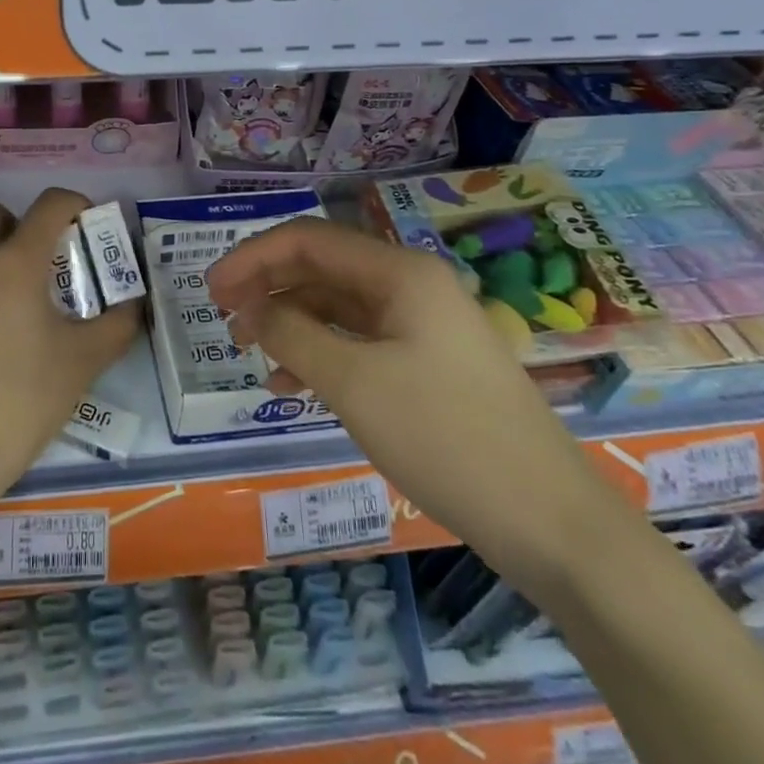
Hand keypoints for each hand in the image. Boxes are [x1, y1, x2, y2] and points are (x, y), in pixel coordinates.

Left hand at [0, 188, 140, 508]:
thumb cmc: (22, 403)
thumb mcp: (83, 363)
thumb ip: (118, 324)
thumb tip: (134, 304)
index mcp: (14, 263)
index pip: (50, 204)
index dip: (75, 203)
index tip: (88, 224)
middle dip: (22, 227)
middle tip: (43, 268)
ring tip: (13, 318)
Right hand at [208, 218, 607, 589]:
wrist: (552, 524)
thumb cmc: (447, 438)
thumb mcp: (354, 383)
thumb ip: (292, 334)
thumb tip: (250, 308)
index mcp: (400, 272)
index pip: (308, 239)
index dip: (252, 258)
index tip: (211, 291)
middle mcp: (412, 284)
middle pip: (322, 267)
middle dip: (269, 287)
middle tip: (226, 320)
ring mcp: (423, 324)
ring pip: (338, 305)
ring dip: (291, 321)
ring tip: (252, 354)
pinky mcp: (428, 361)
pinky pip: (359, 340)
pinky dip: (321, 352)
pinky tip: (294, 382)